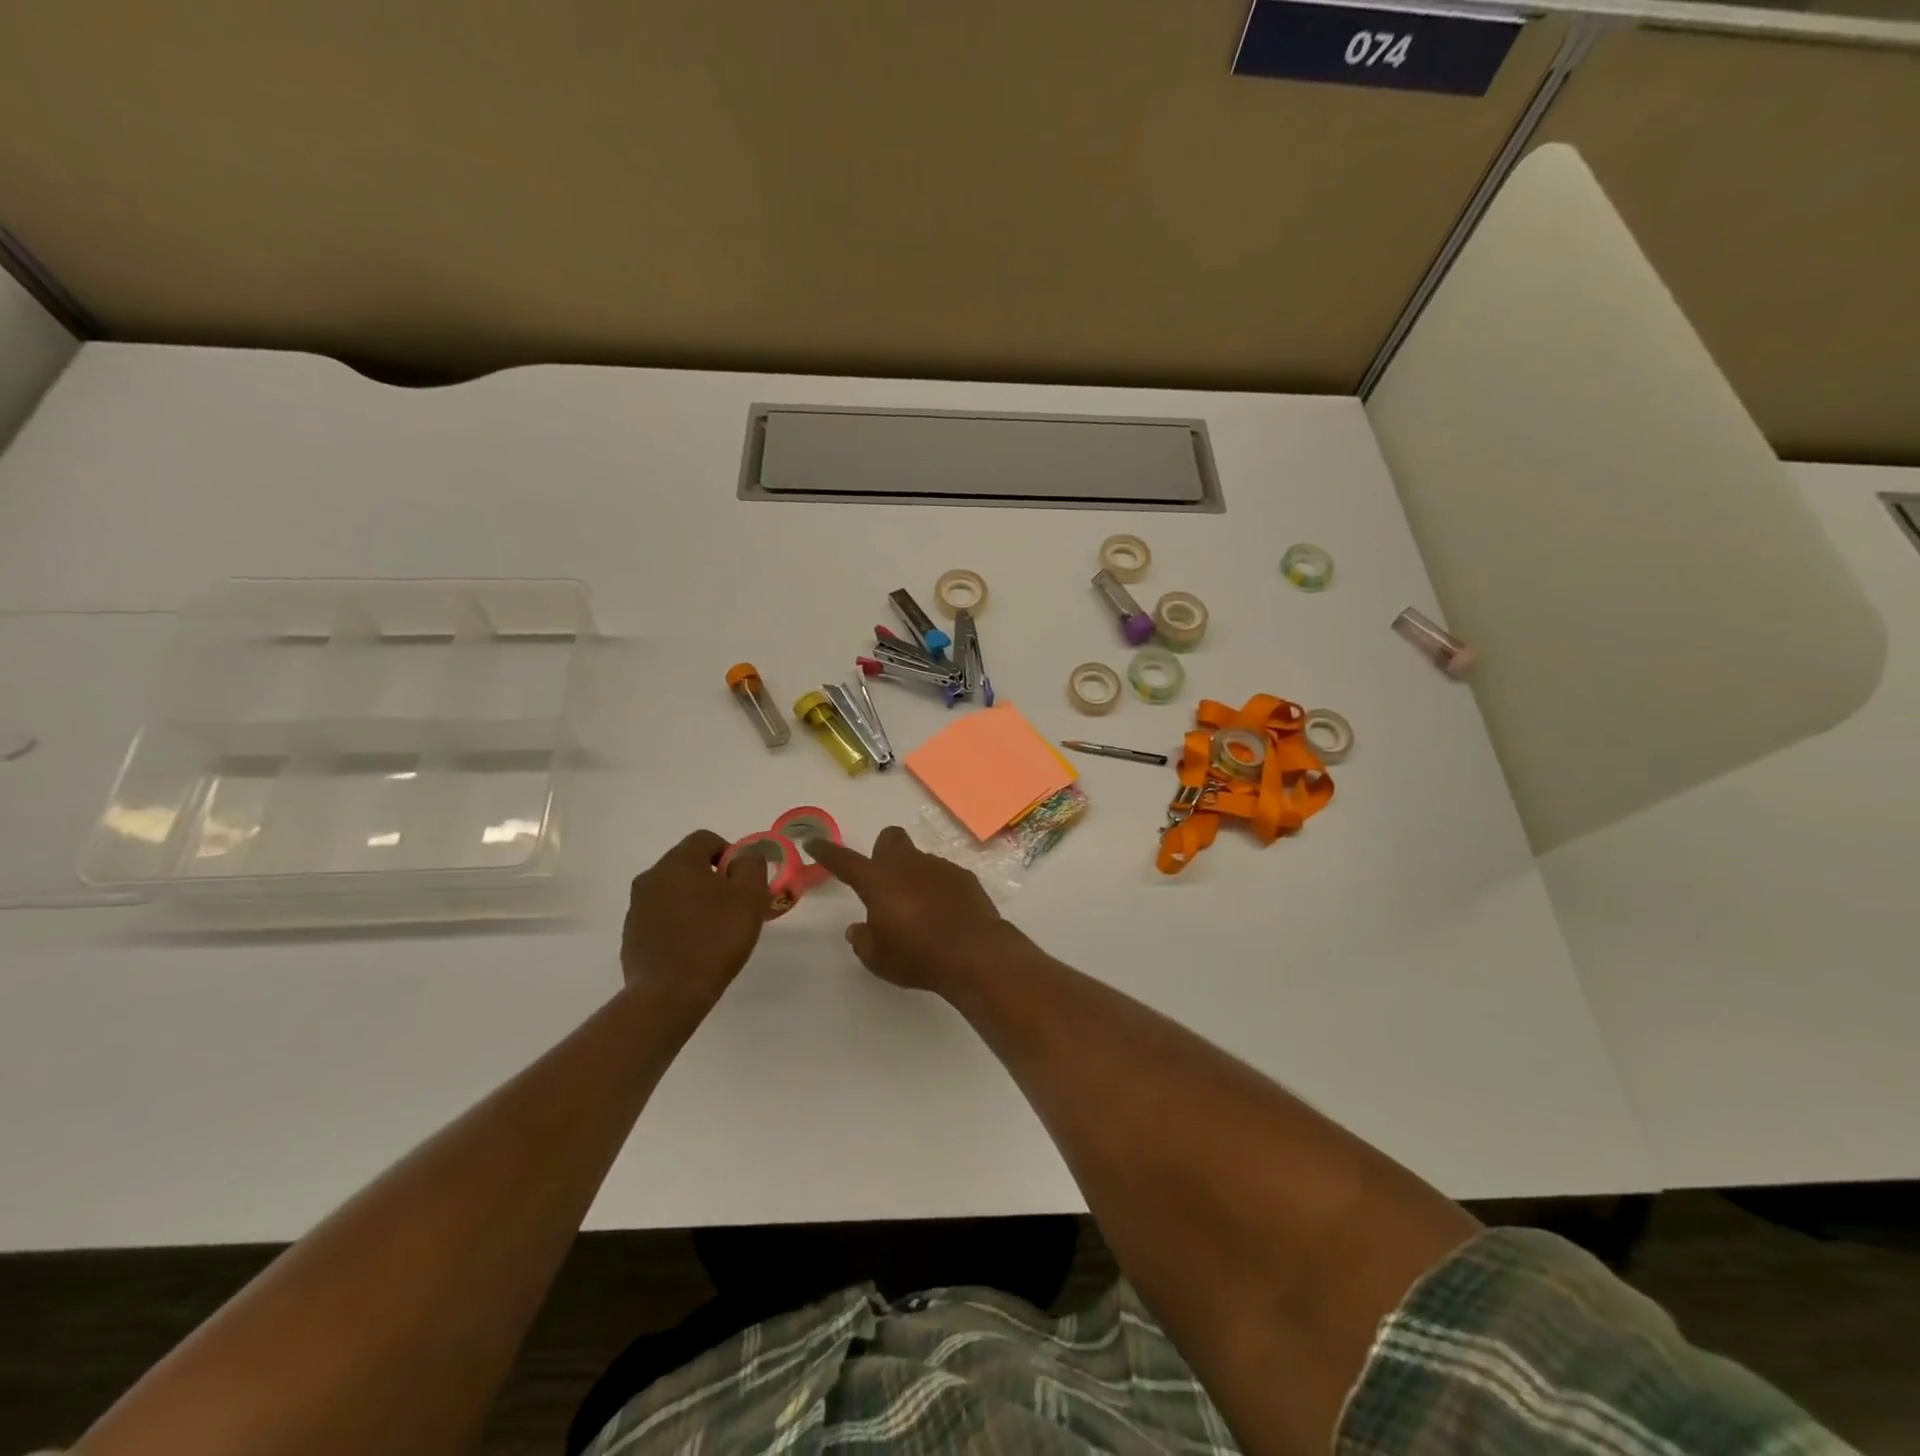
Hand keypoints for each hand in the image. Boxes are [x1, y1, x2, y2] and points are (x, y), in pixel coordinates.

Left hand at [621, 830, 770, 1008]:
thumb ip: (751, 865)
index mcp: (678, 862)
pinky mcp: (631, 935)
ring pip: (672, 891)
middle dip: (711, 878)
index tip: (742, 881)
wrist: (669, 994)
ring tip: (713, 930)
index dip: (729, 853)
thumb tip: (743, 857)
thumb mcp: (750, 896)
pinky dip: (677, 923)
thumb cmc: (715, 938)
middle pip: (687, 864)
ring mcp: (636, 907)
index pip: (705, 839)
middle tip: (732, 906)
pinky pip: (660, 917)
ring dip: (693, 901)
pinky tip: (692, 948)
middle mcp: (651, 877)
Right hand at [806, 826, 1015, 993]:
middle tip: (883, 882)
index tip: (813, 842)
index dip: (827, 851)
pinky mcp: (964, 877)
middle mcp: (907, 865)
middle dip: (882, 852)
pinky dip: (938, 889)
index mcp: (878, 881)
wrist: (974, 953)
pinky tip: (944, 915)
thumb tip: (858, 928)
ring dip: (913, 877)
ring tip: (919, 912)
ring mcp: (939, 867)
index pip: (845, 860)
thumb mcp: (878, 958)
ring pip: (918, 860)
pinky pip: (943, 875)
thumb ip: (863, 940)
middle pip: (889, 839)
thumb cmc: (917, 956)